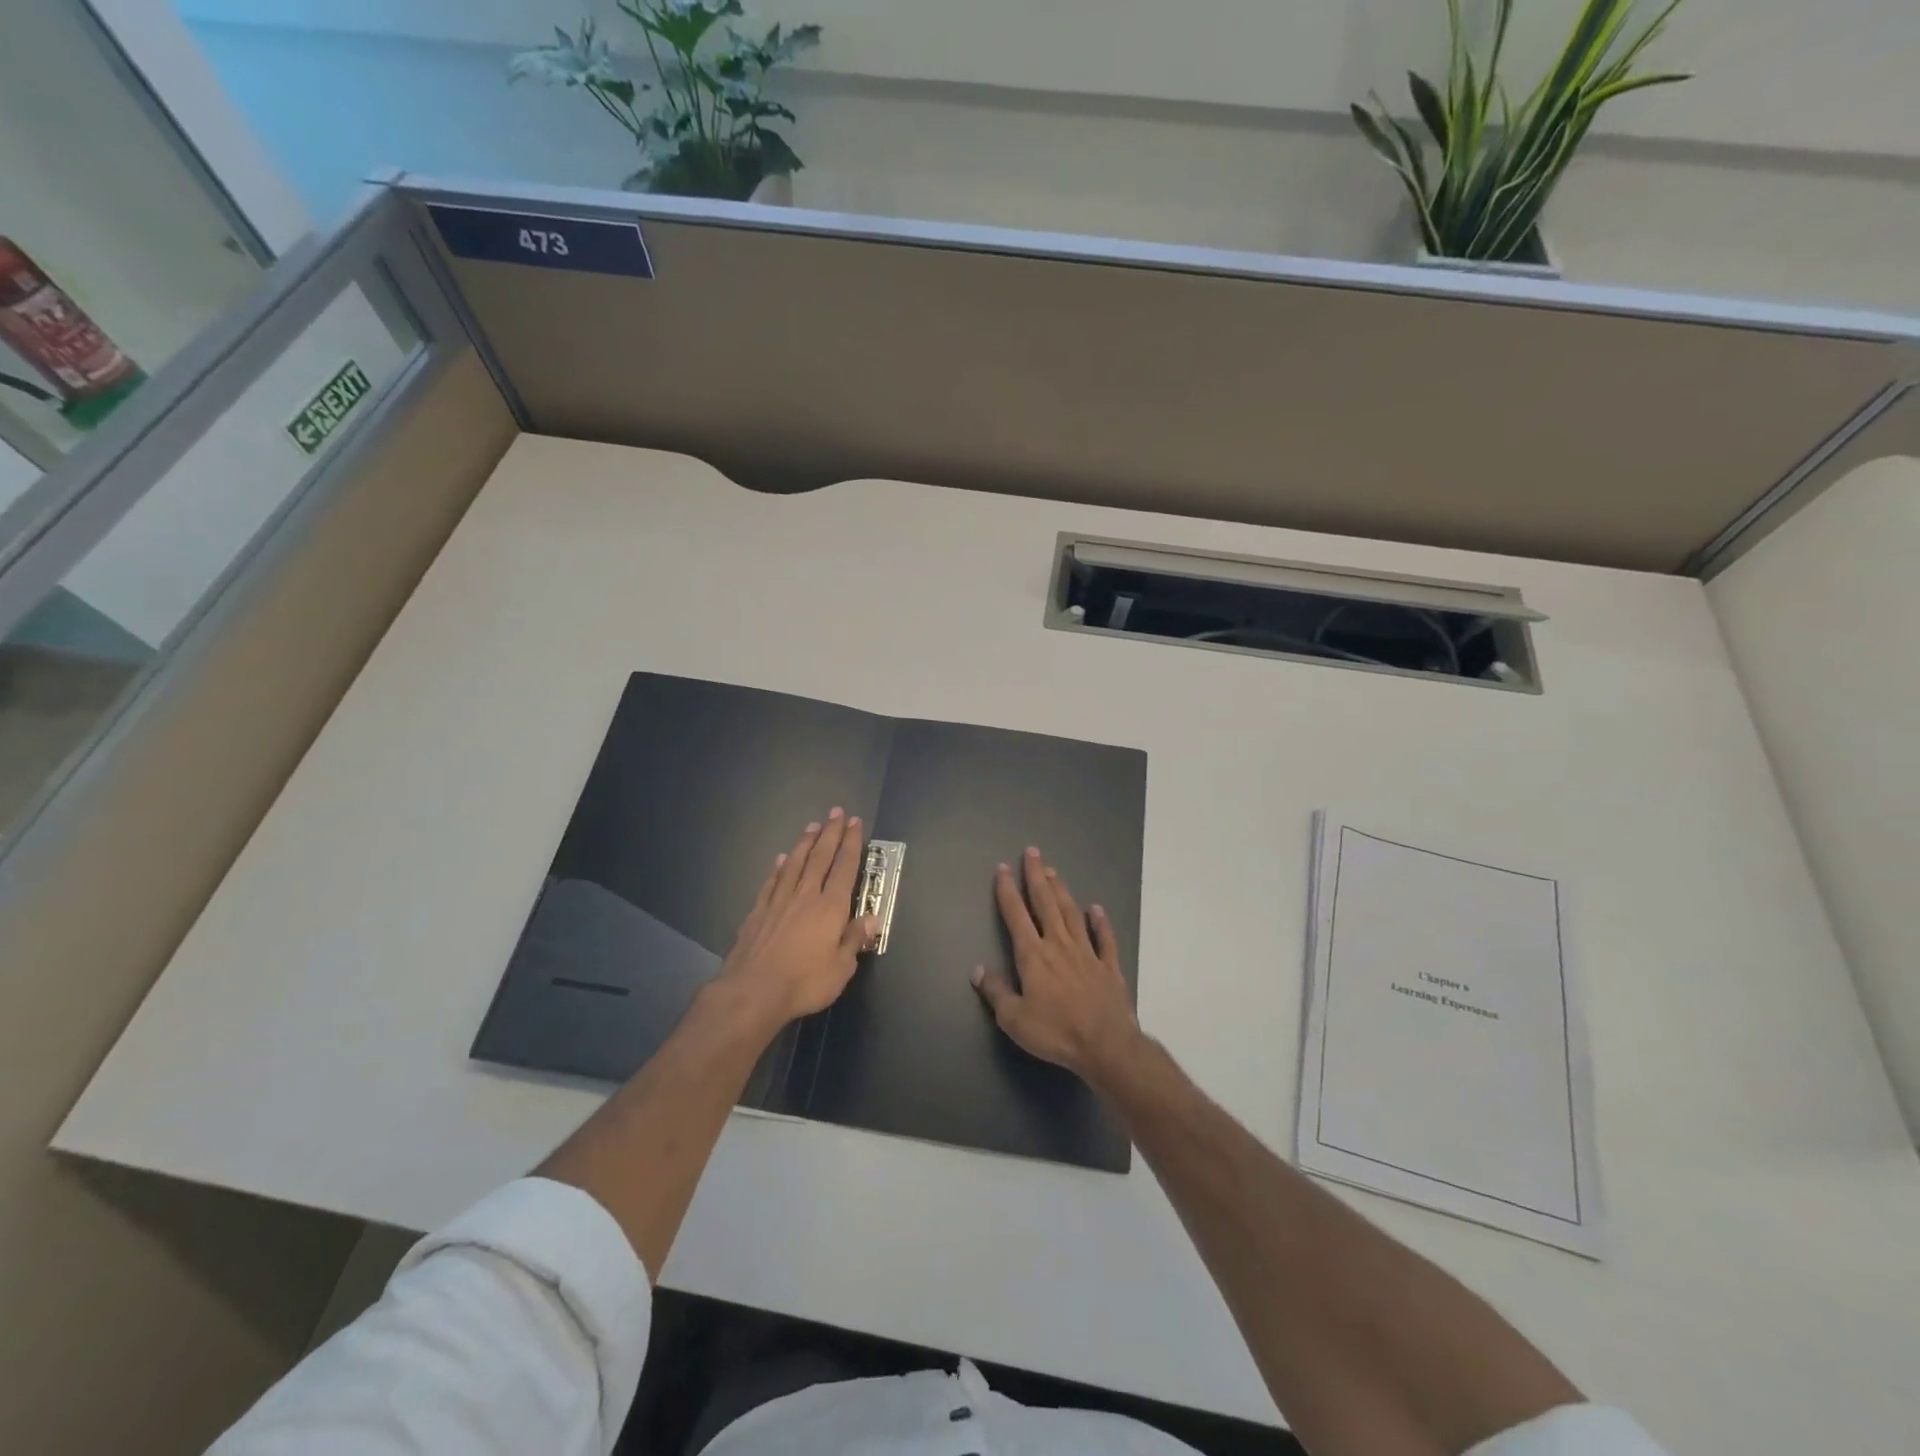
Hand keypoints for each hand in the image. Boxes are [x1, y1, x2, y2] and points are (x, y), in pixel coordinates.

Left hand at [720, 808, 876, 1022]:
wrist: (752, 991)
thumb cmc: (804, 982)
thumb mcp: (841, 968)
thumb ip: (855, 940)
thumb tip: (872, 918)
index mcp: (830, 907)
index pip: (845, 867)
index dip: (852, 843)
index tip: (855, 822)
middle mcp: (805, 896)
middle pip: (820, 857)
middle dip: (830, 833)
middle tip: (836, 811)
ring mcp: (778, 901)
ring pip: (795, 863)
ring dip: (805, 843)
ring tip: (812, 825)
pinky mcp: (757, 912)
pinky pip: (771, 881)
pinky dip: (778, 867)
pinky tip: (781, 859)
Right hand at [972, 847, 1143, 1086]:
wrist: (1106, 1045)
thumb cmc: (1056, 1032)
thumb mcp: (1014, 1019)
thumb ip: (996, 991)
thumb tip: (978, 970)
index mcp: (1034, 955)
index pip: (1016, 915)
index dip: (1007, 890)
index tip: (1002, 868)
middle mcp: (1059, 945)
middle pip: (1046, 904)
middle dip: (1036, 877)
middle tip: (1032, 852)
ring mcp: (1087, 953)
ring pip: (1072, 914)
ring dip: (1061, 891)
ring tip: (1053, 872)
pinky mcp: (1109, 966)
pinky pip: (1105, 939)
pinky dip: (1101, 922)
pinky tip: (1096, 909)